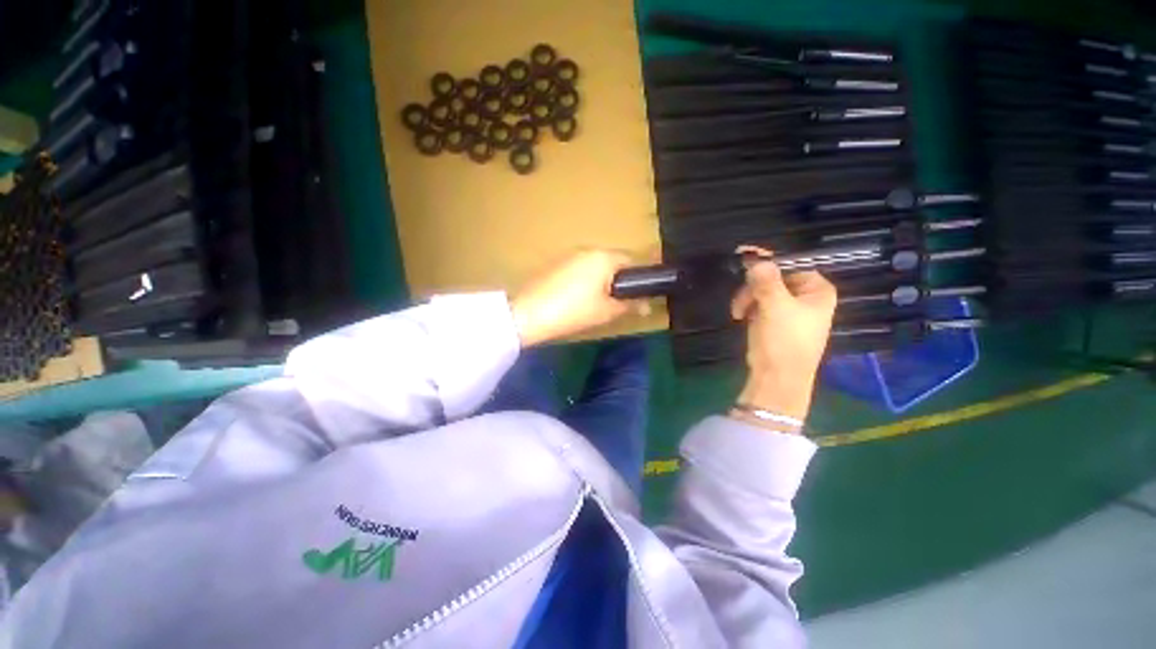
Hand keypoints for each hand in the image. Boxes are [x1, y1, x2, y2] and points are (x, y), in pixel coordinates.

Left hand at [511, 250, 646, 346]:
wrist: (529, 314)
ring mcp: (569, 255)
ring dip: (602, 280)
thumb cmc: (574, 311)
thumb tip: (647, 305)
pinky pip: (579, 268)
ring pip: (595, 265)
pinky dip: (585, 280)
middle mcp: (588, 249)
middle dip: (619, 280)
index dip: (639, 279)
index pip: (632, 261)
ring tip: (597, 303)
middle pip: (613, 261)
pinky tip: (578, 298)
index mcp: (604, 257)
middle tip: (619, 302)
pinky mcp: (555, 264)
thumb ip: (630, 305)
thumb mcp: (606, 311)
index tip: (640, 296)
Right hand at [730, 246, 836, 422]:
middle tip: (740, 300)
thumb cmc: (783, 340)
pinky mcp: (777, 323)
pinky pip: (761, 305)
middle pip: (775, 278)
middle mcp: (808, 298)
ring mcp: (792, 311)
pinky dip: (750, 308)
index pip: (792, 264)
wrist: (777, 378)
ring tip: (738, 313)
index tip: (745, 258)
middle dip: (754, 287)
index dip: (769, 261)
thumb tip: (755, 258)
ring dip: (748, 298)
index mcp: (818, 291)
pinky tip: (742, 317)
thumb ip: (765, 279)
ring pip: (765, 291)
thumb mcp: (774, 306)